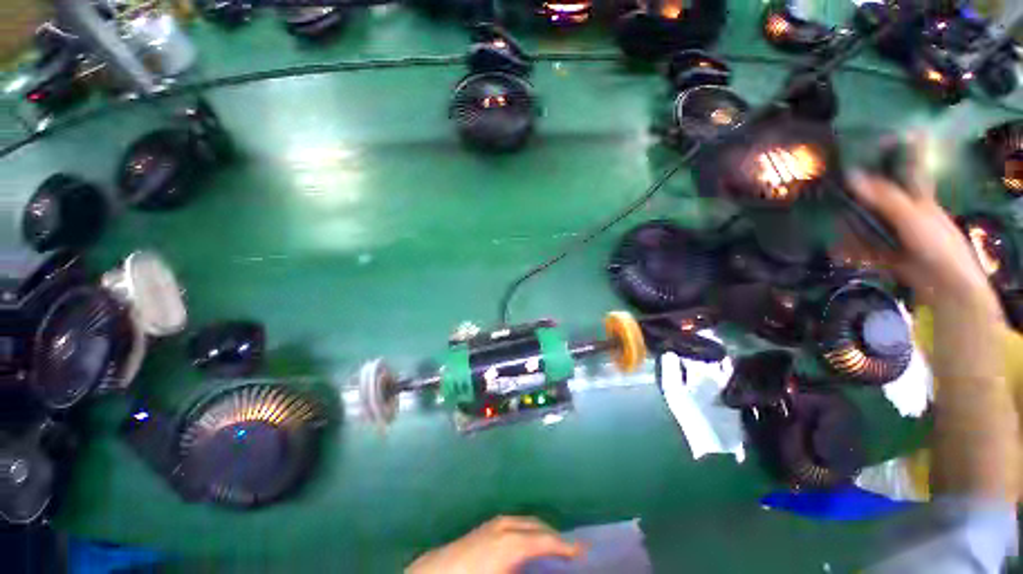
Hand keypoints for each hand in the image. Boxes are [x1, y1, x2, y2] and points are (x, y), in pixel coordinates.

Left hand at [406, 516, 584, 573]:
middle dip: (554, 535)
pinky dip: (525, 527)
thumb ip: (525, 571)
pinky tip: (525, 538)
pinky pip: (513, 521)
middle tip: (570, 548)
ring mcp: (493, 523)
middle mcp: (505, 527)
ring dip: (539, 530)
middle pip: (536, 525)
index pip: (544, 540)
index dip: (564, 545)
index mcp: (511, 543)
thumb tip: (543, 567)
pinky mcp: (485, 526)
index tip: (582, 551)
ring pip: (524, 520)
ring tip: (550, 543)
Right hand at [841, 137, 999, 317]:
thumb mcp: (910, 215)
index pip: (909, 168)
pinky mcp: (887, 252)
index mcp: (916, 197)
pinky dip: (850, 249)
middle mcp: (904, 212)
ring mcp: (894, 233)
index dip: (904, 150)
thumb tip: (850, 174)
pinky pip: (864, 247)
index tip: (889, 134)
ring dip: (849, 229)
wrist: (944, 284)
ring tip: (833, 233)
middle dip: (855, 198)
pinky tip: (837, 251)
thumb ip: (882, 196)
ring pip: (866, 224)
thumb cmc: (936, 242)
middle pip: (876, 199)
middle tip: (833, 195)